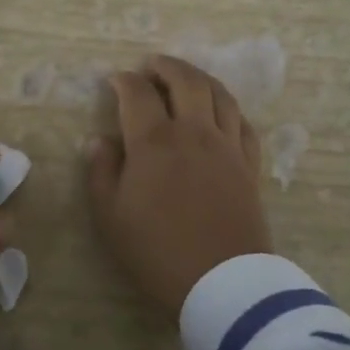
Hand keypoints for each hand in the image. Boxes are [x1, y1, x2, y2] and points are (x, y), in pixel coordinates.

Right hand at [86, 55, 271, 314]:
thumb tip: (99, 140)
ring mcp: (227, 146)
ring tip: (186, 79)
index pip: (138, 93)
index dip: (124, 81)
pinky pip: (244, 123)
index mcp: (154, 141)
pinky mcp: (249, 165)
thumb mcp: (111, 216)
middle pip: (186, 80)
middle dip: (165, 66)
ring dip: (200, 78)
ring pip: (220, 94)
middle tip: (151, 66)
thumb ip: (101, 172)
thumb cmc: (157, 251)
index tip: (115, 81)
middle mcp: (194, 132)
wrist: (222, 283)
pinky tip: (221, 113)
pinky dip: (229, 109)